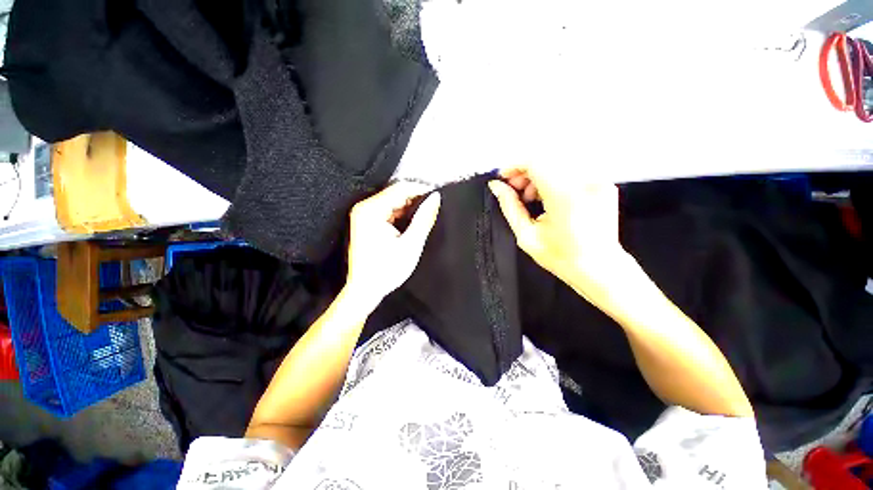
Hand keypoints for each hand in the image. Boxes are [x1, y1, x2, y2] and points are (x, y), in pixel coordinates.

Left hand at [345, 182, 440, 307]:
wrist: (365, 290)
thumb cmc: (387, 270)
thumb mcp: (411, 245)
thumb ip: (424, 219)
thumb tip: (436, 198)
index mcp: (372, 210)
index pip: (400, 188)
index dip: (421, 189)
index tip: (438, 197)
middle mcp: (364, 208)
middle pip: (395, 193)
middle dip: (416, 199)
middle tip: (434, 208)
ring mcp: (363, 215)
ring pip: (392, 202)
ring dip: (409, 207)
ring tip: (426, 216)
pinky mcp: (366, 222)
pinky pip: (387, 211)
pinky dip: (401, 214)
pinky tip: (412, 222)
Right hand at [488, 167, 637, 306]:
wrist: (600, 268)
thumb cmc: (561, 257)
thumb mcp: (526, 236)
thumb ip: (510, 206)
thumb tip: (496, 187)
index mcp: (564, 195)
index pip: (535, 161)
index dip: (515, 165)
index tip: (503, 178)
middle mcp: (585, 181)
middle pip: (547, 158)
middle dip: (525, 171)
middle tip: (514, 189)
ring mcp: (597, 180)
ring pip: (558, 162)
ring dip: (539, 174)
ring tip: (530, 197)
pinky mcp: (603, 183)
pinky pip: (571, 171)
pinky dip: (554, 178)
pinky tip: (547, 196)